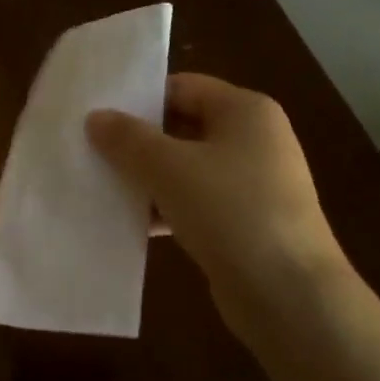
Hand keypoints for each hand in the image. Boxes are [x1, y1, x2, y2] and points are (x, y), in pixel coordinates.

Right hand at [86, 73, 346, 340]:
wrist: (288, 292)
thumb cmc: (230, 211)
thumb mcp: (169, 168)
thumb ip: (129, 139)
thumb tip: (96, 117)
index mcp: (246, 111)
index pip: (183, 87)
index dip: (140, 98)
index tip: (98, 115)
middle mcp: (254, 139)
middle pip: (184, 127)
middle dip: (139, 141)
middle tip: (92, 151)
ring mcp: (253, 183)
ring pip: (187, 168)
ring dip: (149, 178)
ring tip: (102, 187)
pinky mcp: (246, 222)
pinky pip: (197, 203)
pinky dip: (167, 208)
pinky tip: (133, 223)